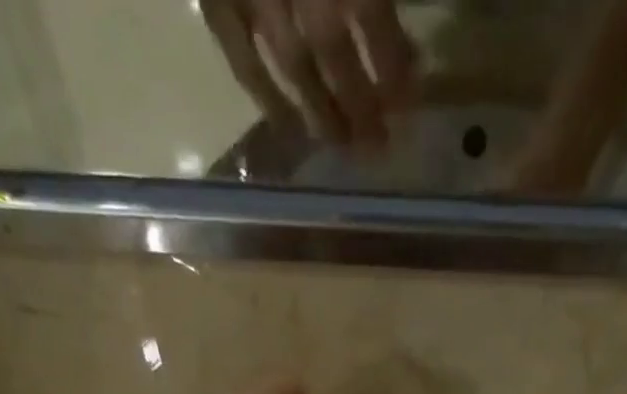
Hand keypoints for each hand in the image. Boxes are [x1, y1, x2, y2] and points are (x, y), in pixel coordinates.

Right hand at [201, 0, 416, 146]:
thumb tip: (392, 13)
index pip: (370, 11)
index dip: (391, 59)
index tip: (409, 97)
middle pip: (332, 49)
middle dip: (359, 101)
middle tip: (377, 144)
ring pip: (293, 67)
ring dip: (320, 113)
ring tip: (342, 146)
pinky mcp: (217, 3)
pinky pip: (243, 63)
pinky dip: (267, 100)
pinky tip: (289, 129)